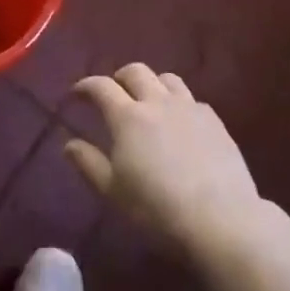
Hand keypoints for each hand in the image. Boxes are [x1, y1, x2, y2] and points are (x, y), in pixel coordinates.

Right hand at [65, 63, 263, 257]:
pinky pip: (192, 99)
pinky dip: (178, 102)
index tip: (77, 93)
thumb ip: (89, 163)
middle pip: (136, 72)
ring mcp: (190, 108)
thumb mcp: (113, 192)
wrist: (220, 218)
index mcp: (128, 117)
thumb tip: (69, 144)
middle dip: (119, 77)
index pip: (102, 87)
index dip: (86, 85)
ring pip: (167, 79)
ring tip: (148, 100)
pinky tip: (180, 122)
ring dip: (152, 83)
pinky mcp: (215, 121)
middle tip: (113, 92)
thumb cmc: (157, 209)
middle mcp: (158, 103)